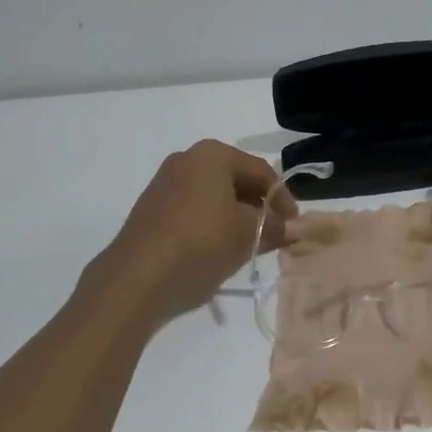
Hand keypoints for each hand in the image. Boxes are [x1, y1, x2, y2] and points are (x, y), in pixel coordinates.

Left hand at [91, 140, 296, 322]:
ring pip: (213, 196)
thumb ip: (275, 226)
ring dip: (235, 217)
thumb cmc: (201, 243)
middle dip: (258, 207)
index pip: (261, 171)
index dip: (283, 199)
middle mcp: (186, 160)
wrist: (137, 277)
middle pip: (236, 180)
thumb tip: (292, 228)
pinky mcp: (151, 208)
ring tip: (248, 246)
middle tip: (274, 235)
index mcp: (212, 155)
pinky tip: (217, 250)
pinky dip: (211, 224)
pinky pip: (192, 210)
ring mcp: (164, 183)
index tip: (294, 226)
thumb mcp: (248, 235)